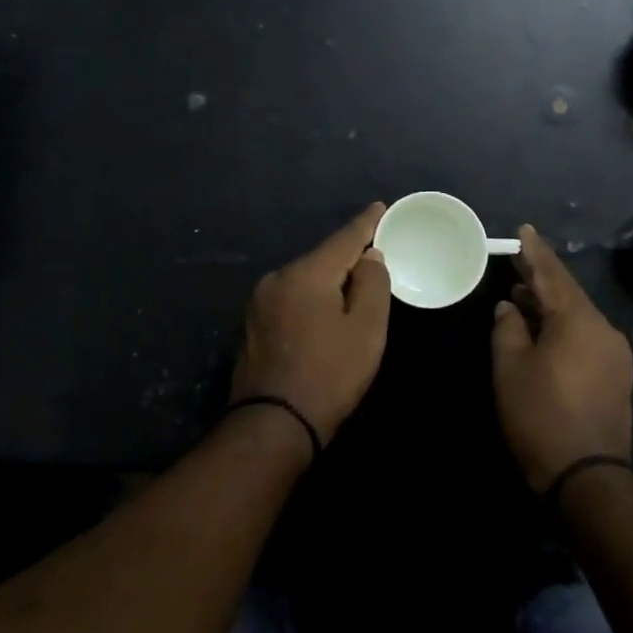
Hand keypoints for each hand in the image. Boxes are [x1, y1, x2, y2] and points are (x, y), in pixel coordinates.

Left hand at [231, 202, 390, 440]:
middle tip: (375, 255)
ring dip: (328, 280)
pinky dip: (311, 298)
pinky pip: (290, 298)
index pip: (343, 238)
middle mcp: (277, 278)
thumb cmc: (329, 375)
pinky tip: (323, 311)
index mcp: (306, 273)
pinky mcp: (252, 325)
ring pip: (304, 279)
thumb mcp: (366, 330)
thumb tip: (370, 257)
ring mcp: (259, 302)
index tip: (380, 207)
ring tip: (352, 287)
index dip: (366, 223)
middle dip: (348, 256)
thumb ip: (373, 285)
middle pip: (321, 258)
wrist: (272, 425)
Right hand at [490, 224, 632, 491]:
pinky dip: (563, 327)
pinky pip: (586, 337)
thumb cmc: (540, 415)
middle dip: (541, 278)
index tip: (524, 229)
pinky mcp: (616, 377)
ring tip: (521, 296)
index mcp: (578, 321)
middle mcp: (604, 330)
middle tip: (517, 260)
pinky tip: (543, 331)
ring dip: (550, 305)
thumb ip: (507, 328)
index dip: (535, 252)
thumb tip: (509, 306)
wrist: (587, 476)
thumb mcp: (511, 368)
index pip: (553, 275)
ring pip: (578, 317)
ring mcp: (615, 355)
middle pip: (568, 294)